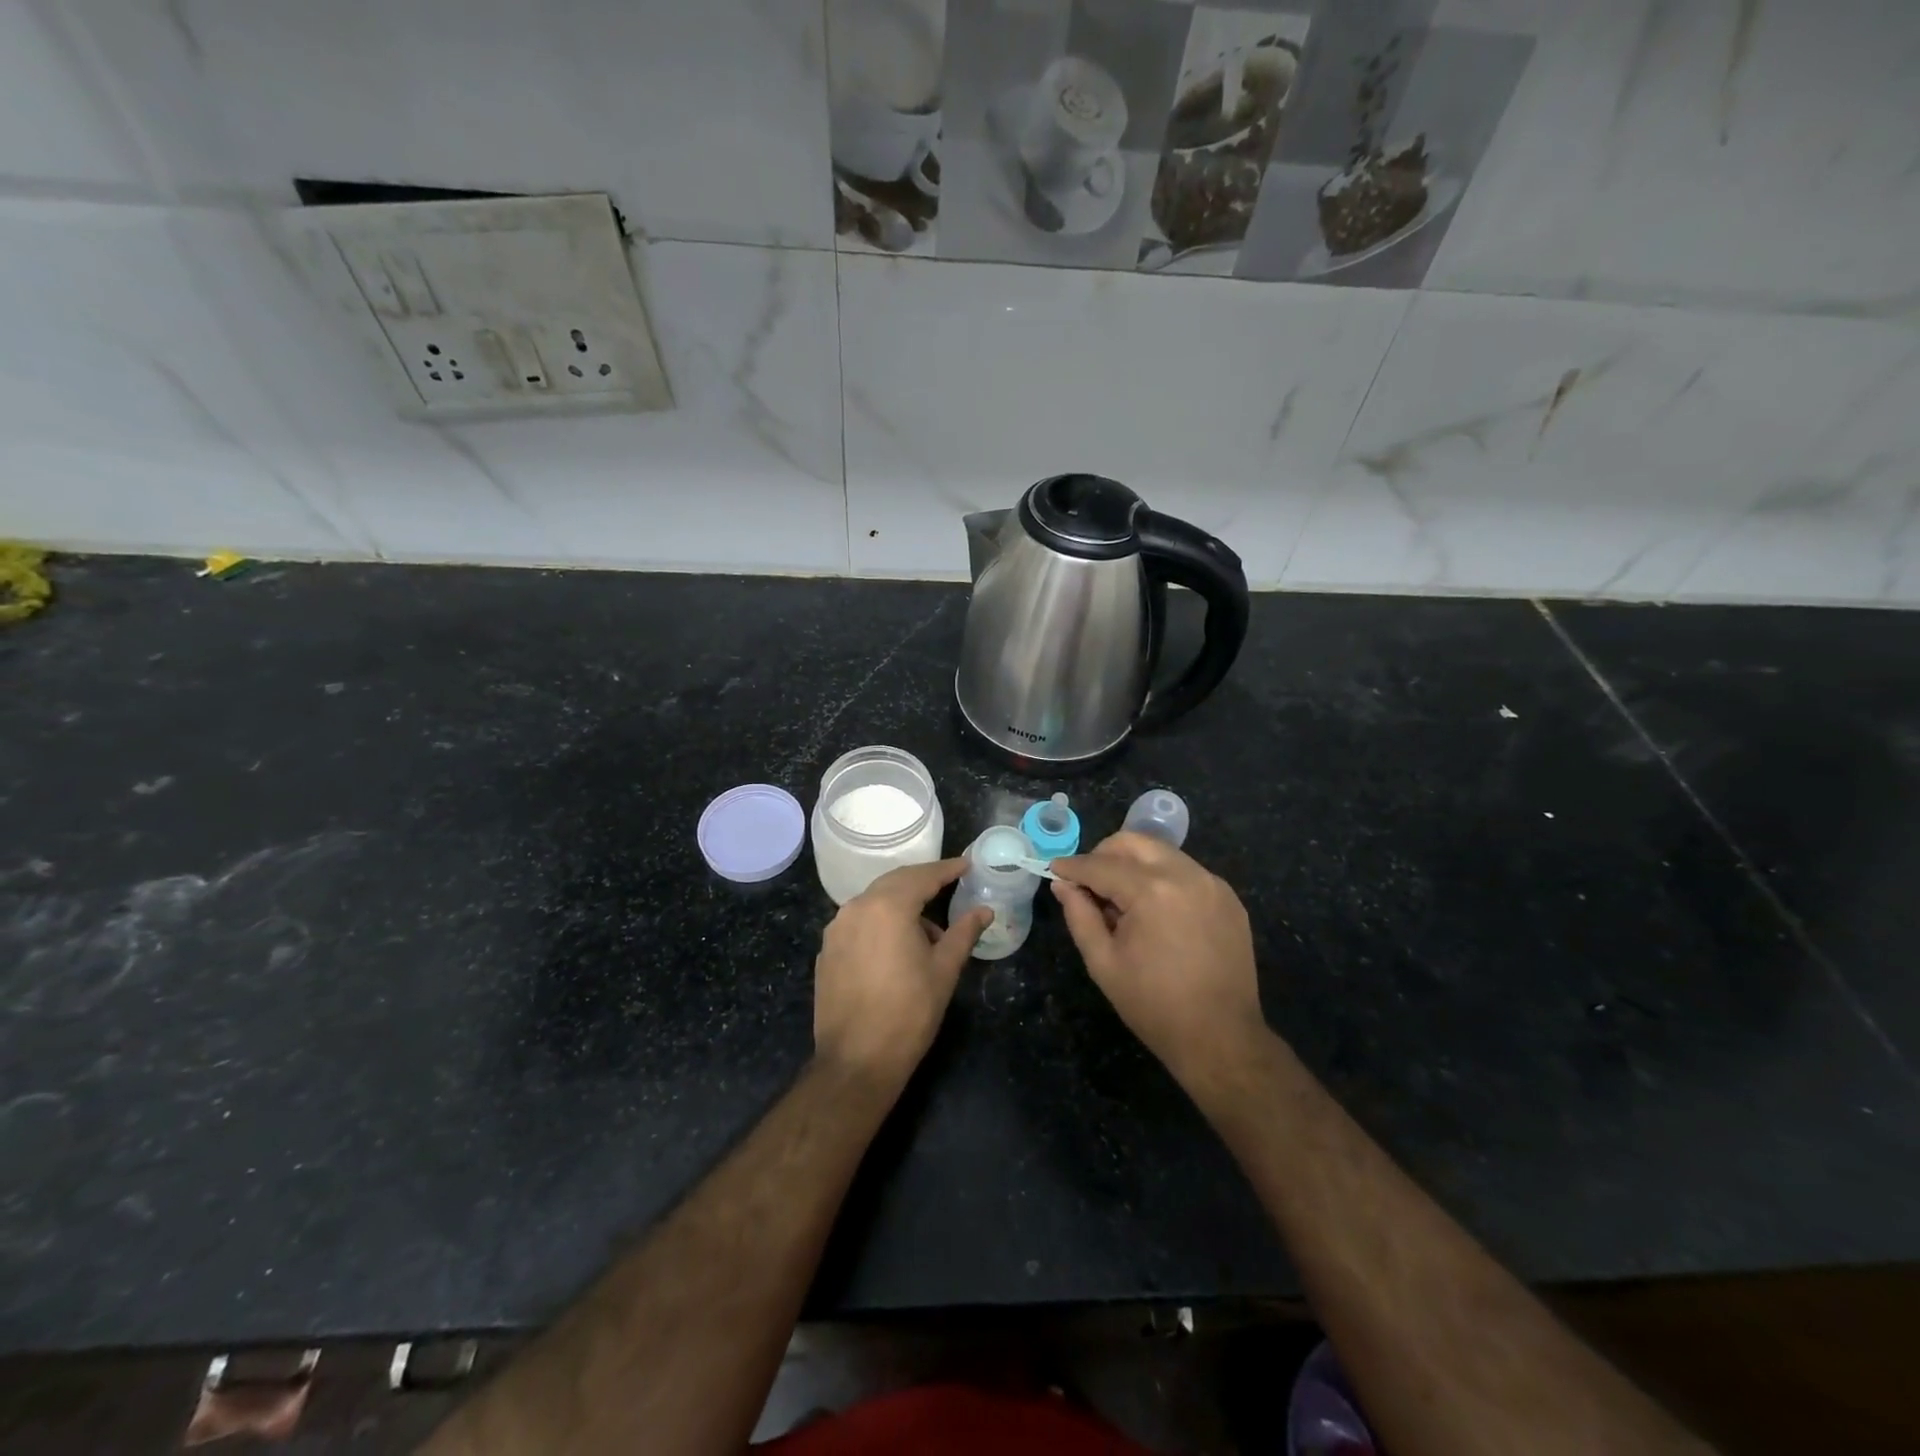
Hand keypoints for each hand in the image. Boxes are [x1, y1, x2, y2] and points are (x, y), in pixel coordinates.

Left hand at [814, 858, 991, 1085]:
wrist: (856, 1060)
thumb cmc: (909, 1012)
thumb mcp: (944, 970)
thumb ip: (964, 933)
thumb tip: (984, 911)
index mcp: (887, 906)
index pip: (922, 876)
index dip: (947, 870)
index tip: (966, 865)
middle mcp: (856, 908)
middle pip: (895, 882)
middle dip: (923, 882)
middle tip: (950, 884)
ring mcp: (836, 929)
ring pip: (875, 902)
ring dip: (902, 905)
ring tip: (929, 931)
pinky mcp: (827, 950)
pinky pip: (859, 923)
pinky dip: (881, 923)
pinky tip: (897, 947)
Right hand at [1051, 833, 1265, 1086]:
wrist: (1222, 1038)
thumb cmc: (1154, 1005)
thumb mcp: (1103, 962)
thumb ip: (1079, 915)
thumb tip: (1063, 884)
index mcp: (1152, 891)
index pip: (1101, 865)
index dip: (1073, 867)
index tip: (1054, 869)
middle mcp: (1186, 875)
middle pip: (1134, 842)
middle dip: (1104, 854)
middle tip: (1088, 881)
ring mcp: (1212, 884)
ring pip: (1162, 853)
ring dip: (1134, 865)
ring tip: (1122, 900)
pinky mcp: (1229, 898)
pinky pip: (1187, 872)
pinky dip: (1163, 879)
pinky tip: (1155, 911)